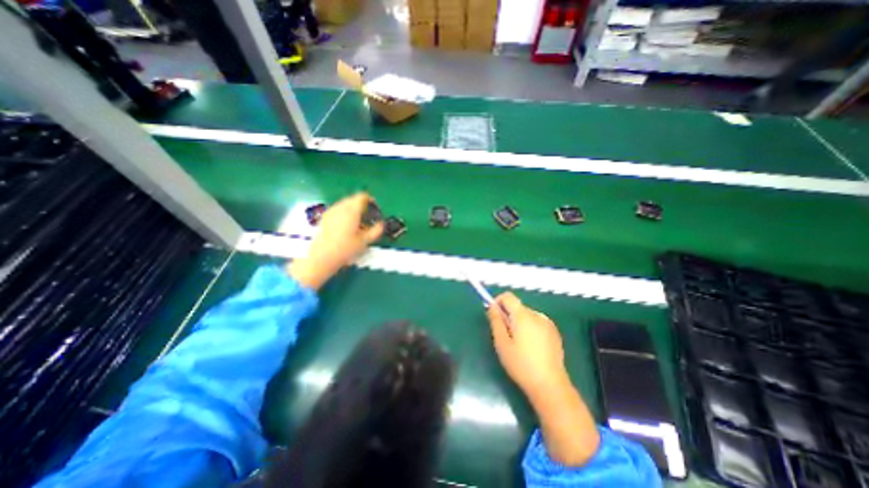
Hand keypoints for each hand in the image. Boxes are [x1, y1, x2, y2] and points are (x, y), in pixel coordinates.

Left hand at [288, 191, 382, 289]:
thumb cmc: (345, 249)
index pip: (362, 197)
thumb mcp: (364, 241)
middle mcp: (340, 207)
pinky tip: (346, 227)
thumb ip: (376, 230)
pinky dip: (344, 214)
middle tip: (368, 217)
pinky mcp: (324, 218)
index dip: (371, 200)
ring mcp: (330, 212)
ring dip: (353, 210)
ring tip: (358, 223)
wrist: (320, 258)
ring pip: (344, 204)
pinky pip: (337, 210)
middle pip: (353, 199)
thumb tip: (381, 224)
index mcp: (351, 210)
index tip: (375, 208)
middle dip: (362, 205)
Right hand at [488, 293, 570, 399]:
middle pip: (517, 306)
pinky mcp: (554, 332)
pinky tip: (531, 347)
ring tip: (519, 344)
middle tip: (505, 336)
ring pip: (526, 315)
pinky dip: (529, 328)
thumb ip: (495, 321)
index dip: (498, 302)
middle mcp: (537, 314)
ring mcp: (548, 323)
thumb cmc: (521, 364)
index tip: (494, 316)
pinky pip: (536, 322)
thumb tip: (492, 306)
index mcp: (523, 315)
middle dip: (508, 316)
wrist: (550, 385)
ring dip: (519, 322)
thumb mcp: (502, 343)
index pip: (508, 296)